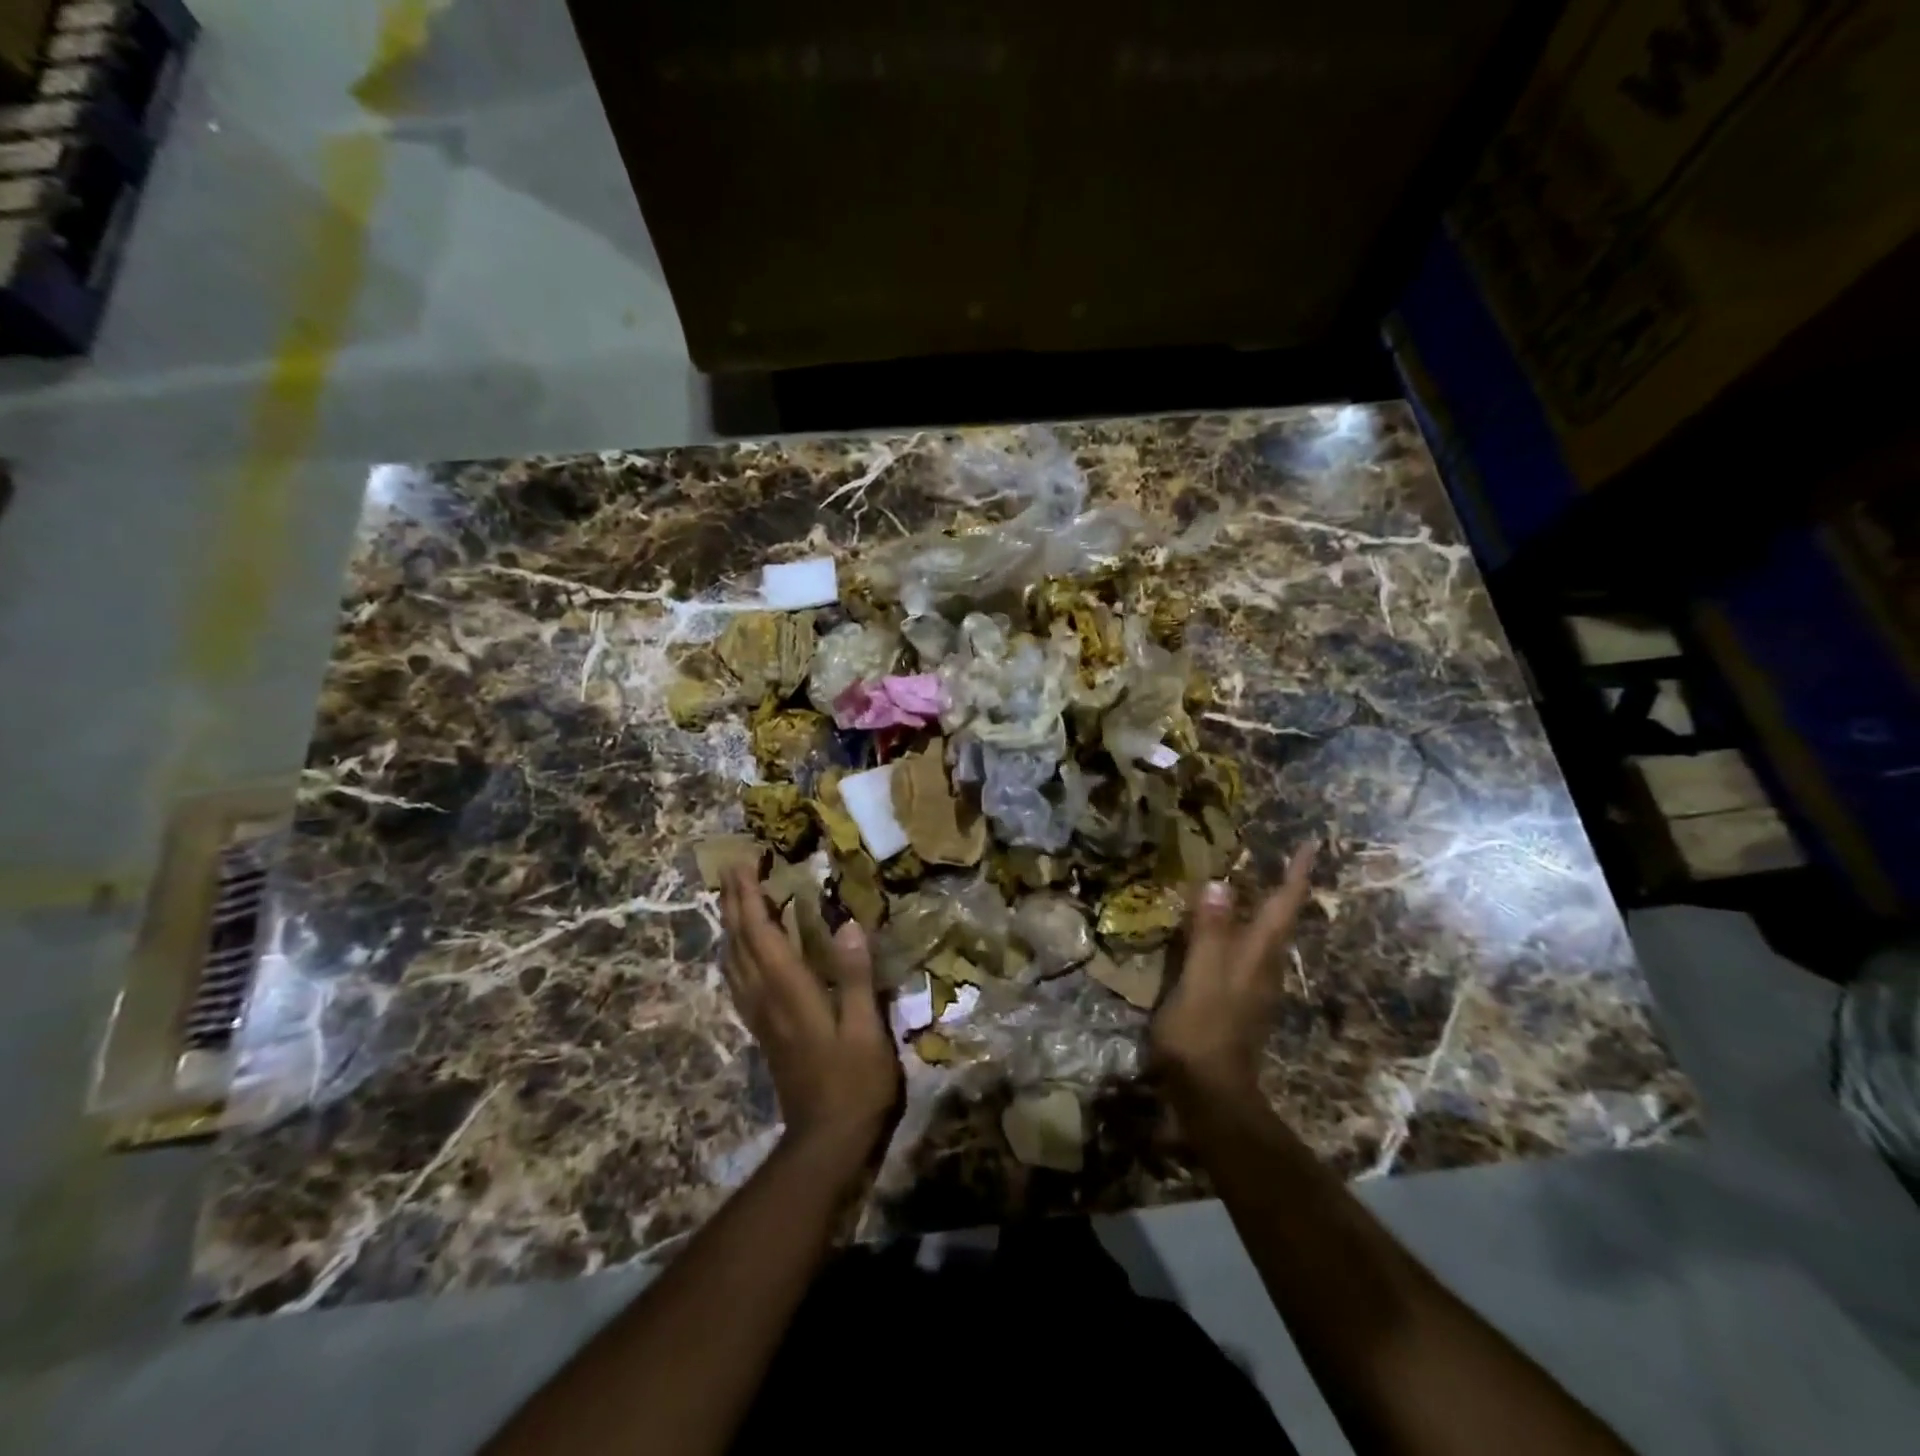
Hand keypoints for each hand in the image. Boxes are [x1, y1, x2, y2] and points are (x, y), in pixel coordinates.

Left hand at [719, 865, 900, 1164]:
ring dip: (730, 925)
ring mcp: (760, 1017)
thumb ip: (856, 977)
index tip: (742, 863)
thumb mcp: (866, 1030)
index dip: (749, 897)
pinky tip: (742, 951)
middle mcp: (766, 999)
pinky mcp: (763, 1031)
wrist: (825, 1141)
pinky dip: (736, 953)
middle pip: (738, 943)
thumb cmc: (854, 1083)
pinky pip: (739, 981)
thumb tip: (849, 925)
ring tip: (733, 899)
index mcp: (790, 992)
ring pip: (733, 962)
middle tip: (731, 868)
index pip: (761, 934)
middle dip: (733, 903)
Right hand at [1151, 842, 1317, 1098]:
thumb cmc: (1203, 1030)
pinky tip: (1219, 933)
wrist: (1210, 1093)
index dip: (1296, 875)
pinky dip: (1237, 933)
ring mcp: (1253, 988)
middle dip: (1281, 889)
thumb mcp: (1200, 977)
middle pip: (1279, 921)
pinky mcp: (1238, 1003)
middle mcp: (1263, 967)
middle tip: (1276, 860)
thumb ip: (1210, 932)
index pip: (1282, 906)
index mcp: (1257, 955)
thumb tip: (1221, 884)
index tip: (1312, 844)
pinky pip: (1242, 955)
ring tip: (1245, 888)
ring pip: (1263, 939)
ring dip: (1259, 910)